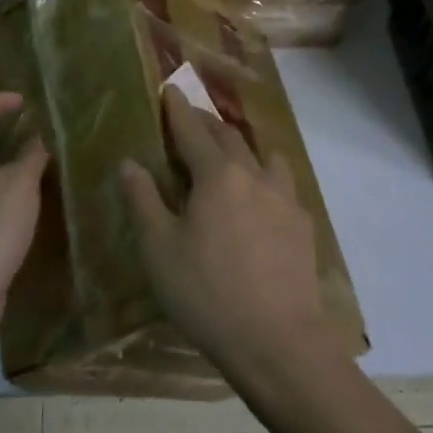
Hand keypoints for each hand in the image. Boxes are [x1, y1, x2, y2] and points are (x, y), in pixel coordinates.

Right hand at [120, 87, 333, 377]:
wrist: (277, 342)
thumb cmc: (207, 293)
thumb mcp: (159, 248)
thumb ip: (142, 199)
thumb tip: (129, 162)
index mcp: (217, 176)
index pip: (193, 130)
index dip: (178, 109)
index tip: (171, 89)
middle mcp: (254, 176)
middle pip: (229, 137)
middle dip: (207, 123)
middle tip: (192, 119)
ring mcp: (284, 200)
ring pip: (264, 157)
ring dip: (243, 147)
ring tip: (231, 154)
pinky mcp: (302, 226)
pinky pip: (282, 185)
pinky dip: (265, 176)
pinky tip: (261, 197)